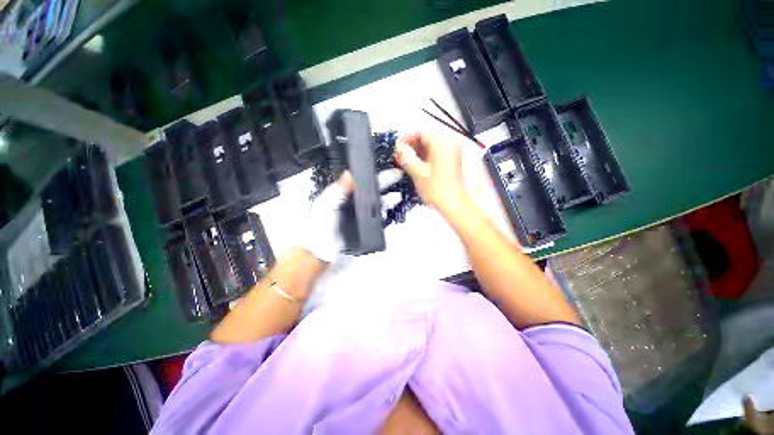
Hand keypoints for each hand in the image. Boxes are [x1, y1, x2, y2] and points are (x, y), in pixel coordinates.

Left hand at [299, 169, 403, 262]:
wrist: (322, 250)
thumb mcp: (327, 204)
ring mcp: (360, 213)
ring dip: (387, 199)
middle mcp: (354, 201)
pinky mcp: (365, 224)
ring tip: (396, 197)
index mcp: (344, 192)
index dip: (373, 174)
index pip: (361, 180)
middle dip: (386, 183)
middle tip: (397, 177)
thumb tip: (349, 173)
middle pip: (372, 190)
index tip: (383, 168)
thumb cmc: (320, 225)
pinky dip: (384, 213)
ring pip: (377, 203)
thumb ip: (339, 190)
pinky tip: (388, 211)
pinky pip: (377, 217)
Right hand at [394, 130, 466, 212]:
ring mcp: (452, 152)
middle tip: (400, 158)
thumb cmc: (435, 188)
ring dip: (417, 153)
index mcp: (442, 143)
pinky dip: (425, 158)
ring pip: (430, 147)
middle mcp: (450, 143)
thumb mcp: (417, 172)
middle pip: (426, 138)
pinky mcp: (452, 160)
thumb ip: (405, 156)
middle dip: (412, 147)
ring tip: (406, 163)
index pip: (421, 132)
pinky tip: (416, 167)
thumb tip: (396, 145)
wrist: (453, 205)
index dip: (407, 139)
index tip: (397, 150)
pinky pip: (436, 154)